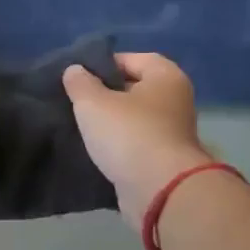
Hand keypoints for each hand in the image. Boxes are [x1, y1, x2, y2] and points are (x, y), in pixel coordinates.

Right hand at [63, 53, 216, 231]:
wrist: (159, 190)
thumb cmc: (129, 135)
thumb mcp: (93, 103)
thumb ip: (80, 83)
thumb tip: (75, 70)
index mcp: (166, 77)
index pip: (133, 59)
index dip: (104, 64)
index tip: (78, 77)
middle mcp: (175, 100)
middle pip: (135, 89)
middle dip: (106, 94)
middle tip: (76, 102)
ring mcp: (172, 132)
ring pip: (134, 119)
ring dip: (111, 123)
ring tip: (81, 126)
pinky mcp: (164, 160)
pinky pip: (136, 145)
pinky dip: (119, 146)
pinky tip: (95, 151)